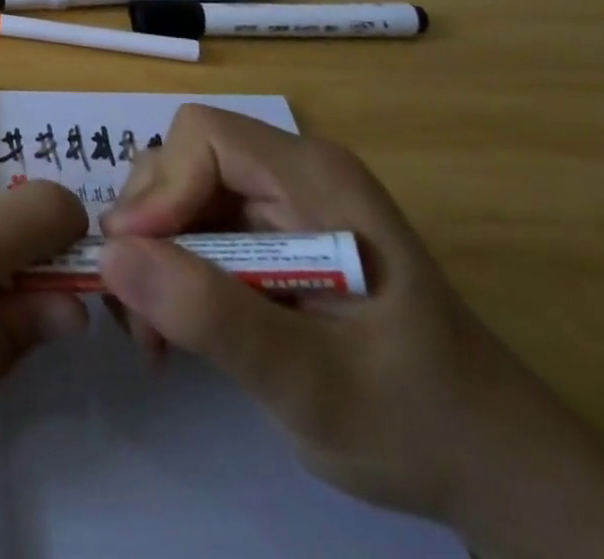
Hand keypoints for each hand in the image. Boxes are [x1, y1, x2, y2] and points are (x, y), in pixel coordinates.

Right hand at [98, 106, 603, 558]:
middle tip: (137, 312)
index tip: (137, 260)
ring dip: (152, 257)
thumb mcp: (310, 382)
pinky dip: (171, 274)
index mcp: (316, 178)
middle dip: (147, 229)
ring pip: (179, 196)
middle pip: (182, 162)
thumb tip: (112, 255)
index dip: (162, 186)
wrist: (491, 467)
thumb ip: (212, 314)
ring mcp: (280, 203)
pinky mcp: (270, 237)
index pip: (205, 136)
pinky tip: (175, 329)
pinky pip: (195, 230)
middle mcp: (291, 173)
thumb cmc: (414, 420)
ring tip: (154, 334)